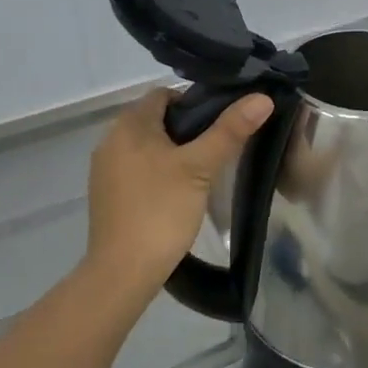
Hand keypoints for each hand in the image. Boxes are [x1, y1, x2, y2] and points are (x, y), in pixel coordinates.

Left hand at [85, 88, 272, 301]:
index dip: (195, 103)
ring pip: (147, 146)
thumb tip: (262, 98)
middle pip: (156, 120)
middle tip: (216, 150)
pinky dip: (157, 173)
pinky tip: (176, 194)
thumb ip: (230, 131)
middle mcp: (111, 139)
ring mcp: (104, 169)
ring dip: (172, 153)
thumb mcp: (200, 168)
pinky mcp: (106, 194)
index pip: (165, 94)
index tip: (221, 125)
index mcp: (129, 124)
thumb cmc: (161, 211)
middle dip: (186, 130)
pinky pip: (136, 169)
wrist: (122, 272)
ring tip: (202, 173)